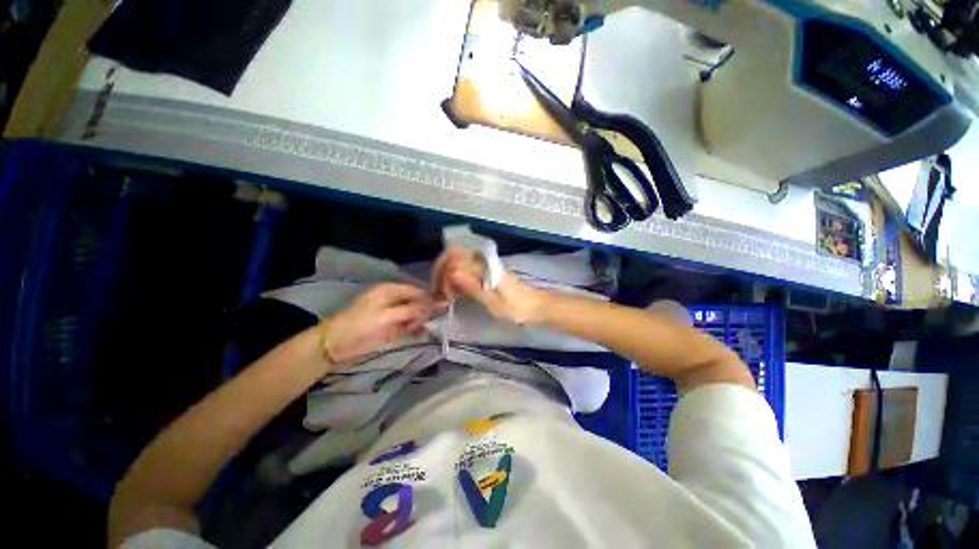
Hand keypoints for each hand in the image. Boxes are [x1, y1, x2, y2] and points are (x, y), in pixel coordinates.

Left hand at [324, 283, 436, 362]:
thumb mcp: (386, 315)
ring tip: (415, 329)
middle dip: (423, 311)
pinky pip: (409, 325)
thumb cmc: (360, 324)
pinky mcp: (392, 327)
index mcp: (390, 290)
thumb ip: (411, 310)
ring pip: (414, 314)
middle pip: (417, 302)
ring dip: (419, 320)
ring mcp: (393, 314)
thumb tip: (435, 304)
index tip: (442, 307)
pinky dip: (415, 328)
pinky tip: (421, 332)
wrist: (336, 344)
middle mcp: (394, 299)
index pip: (416, 290)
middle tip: (423, 322)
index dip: (429, 298)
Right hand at [431, 246, 546, 324]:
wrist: (535, 306)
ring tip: (448, 297)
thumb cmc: (516, 308)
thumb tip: (453, 273)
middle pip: (455, 257)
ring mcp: (486, 266)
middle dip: (443, 273)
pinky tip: (457, 294)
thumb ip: (474, 287)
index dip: (443, 272)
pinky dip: (458, 280)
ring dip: (449, 277)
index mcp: (485, 268)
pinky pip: (466, 270)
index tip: (442, 291)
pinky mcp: (487, 273)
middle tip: (442, 295)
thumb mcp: (494, 303)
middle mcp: (484, 262)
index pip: (455, 258)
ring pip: (459, 263)